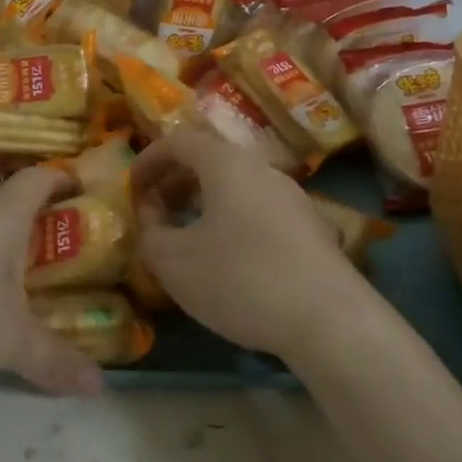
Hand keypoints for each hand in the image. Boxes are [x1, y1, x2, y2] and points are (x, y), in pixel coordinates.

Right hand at [130, 131, 371, 359]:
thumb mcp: (174, 262)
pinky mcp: (312, 229)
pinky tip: (229, 260)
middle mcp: (263, 170)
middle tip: (154, 213)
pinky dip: (232, 221)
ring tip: (187, 237)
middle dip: (175, 183)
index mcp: (227, 164)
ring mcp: (294, 198)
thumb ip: (150, 233)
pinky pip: (259, 211)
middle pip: (211, 161)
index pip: (180, 142)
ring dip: (204, 204)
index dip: (149, 161)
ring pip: (237, 187)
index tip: (131, 188)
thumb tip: (152, 218)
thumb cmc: (241, 279)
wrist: (330, 320)